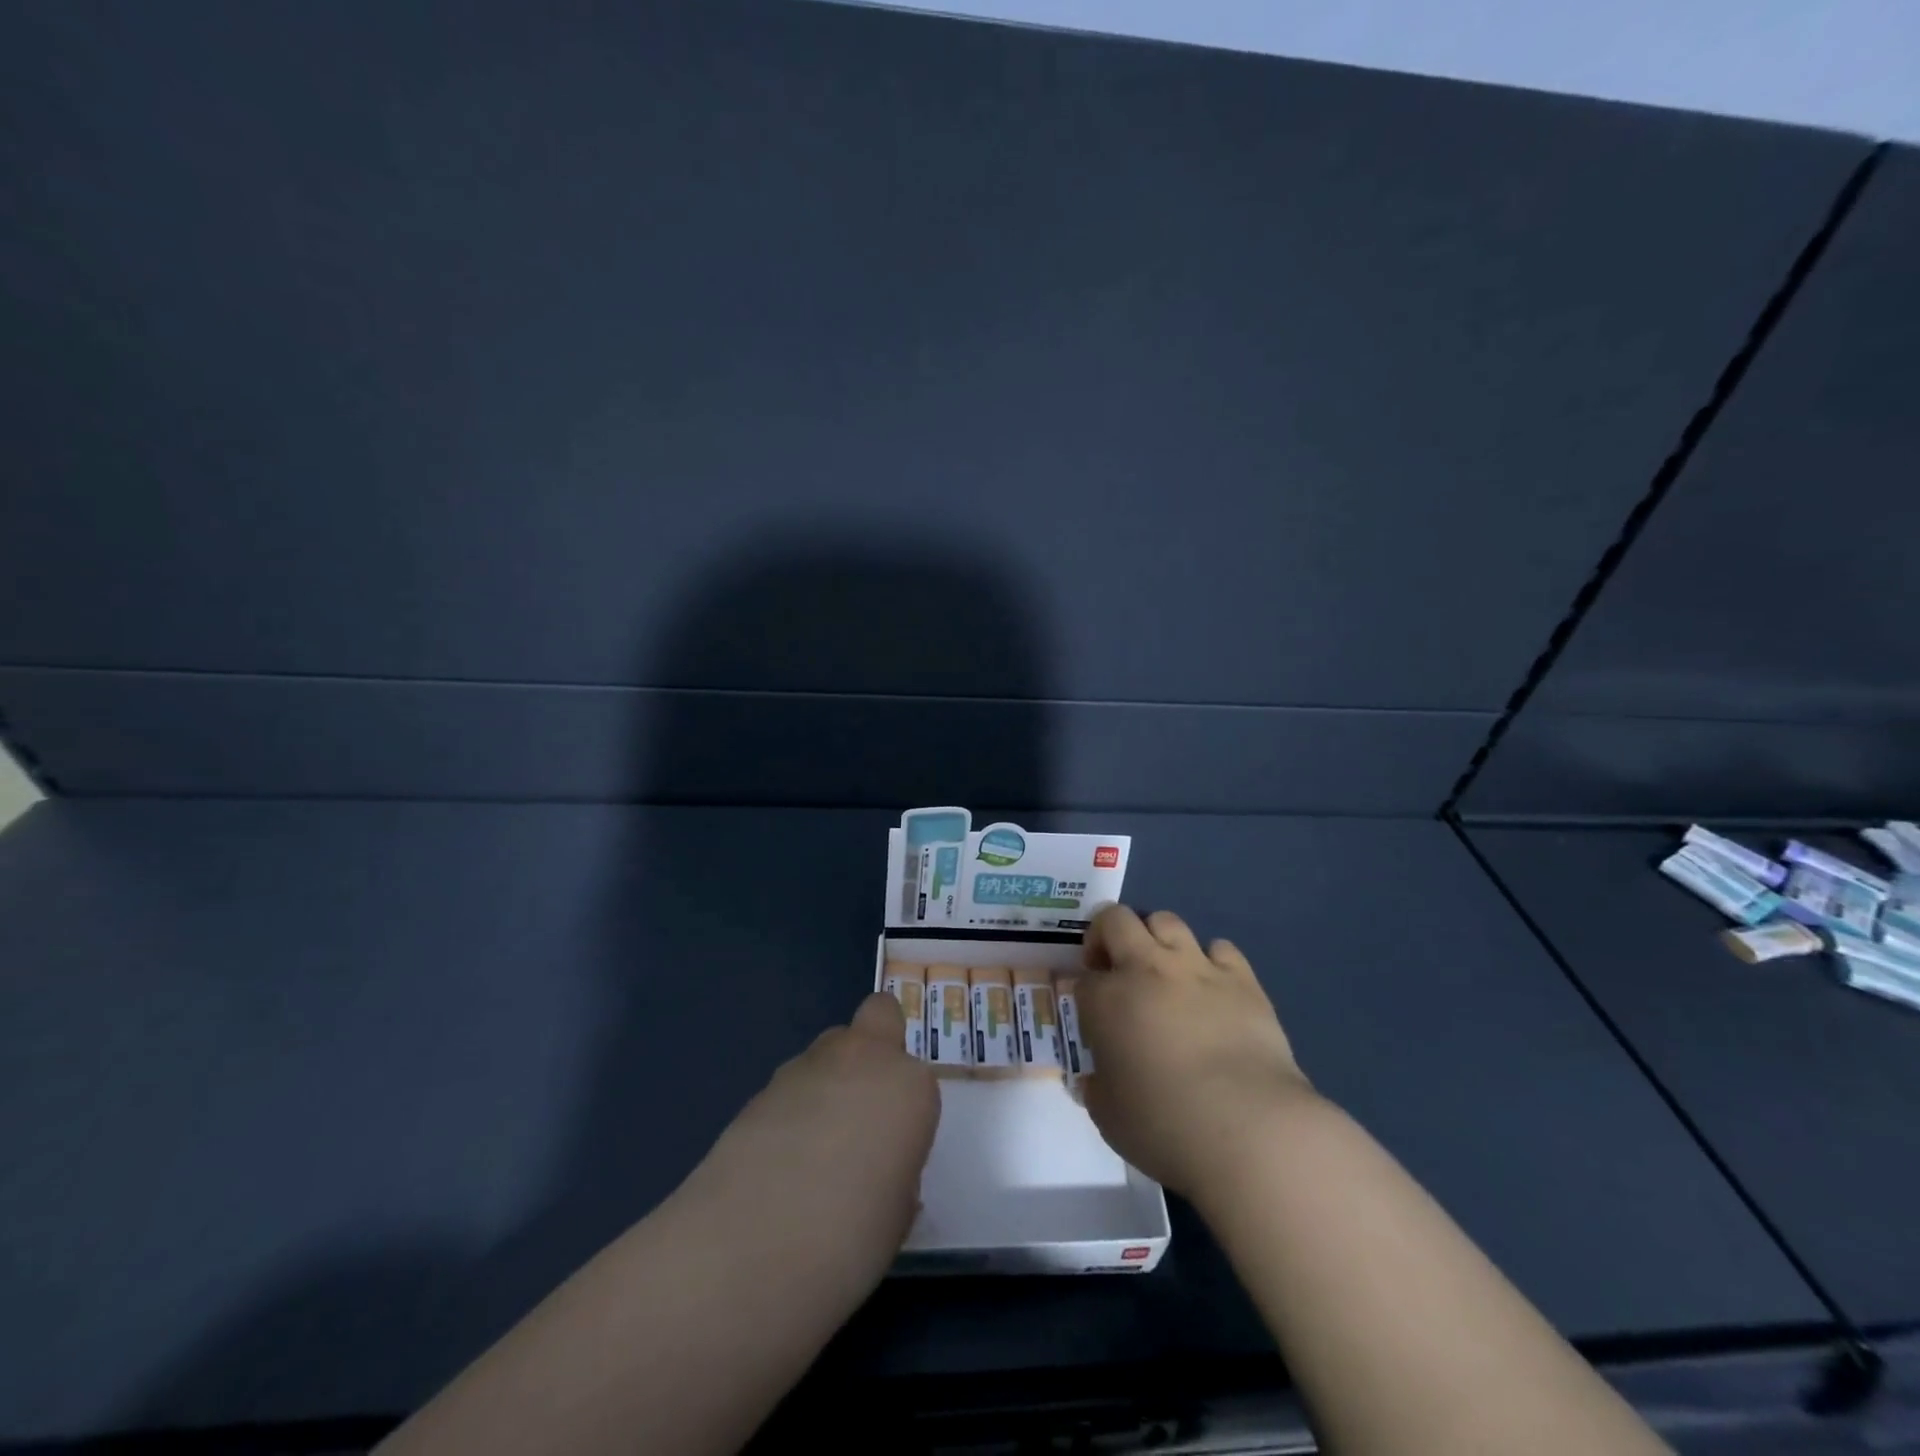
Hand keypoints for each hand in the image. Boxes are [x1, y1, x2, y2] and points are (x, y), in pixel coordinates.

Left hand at [680, 993, 939, 1293]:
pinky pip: (790, 1086)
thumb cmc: (850, 1236)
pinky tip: (776, 1164)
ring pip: (828, 1051)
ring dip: (829, 1081)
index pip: (918, 1079)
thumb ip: (893, 1173)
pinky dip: (791, 1109)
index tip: (896, 1150)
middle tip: (862, 1114)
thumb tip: (875, 1174)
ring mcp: (807, 1067)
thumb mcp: (896, 1214)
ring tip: (811, 1151)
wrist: (752, 1245)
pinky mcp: (760, 1087)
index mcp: (909, 1086)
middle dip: (874, 1050)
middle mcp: (862, 1059)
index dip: (907, 1110)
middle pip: (878, 1019)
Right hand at [1077, 906, 1314, 1201]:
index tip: (1093, 1017)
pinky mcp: (1241, 979)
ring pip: (1166, 920)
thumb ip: (1097, 1086)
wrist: (1248, 1129)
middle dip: (1106, 935)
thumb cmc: (1165, 1126)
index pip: (1083, 978)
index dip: (1085, 994)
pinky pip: (1220, 948)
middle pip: (1115, 920)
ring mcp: (1196, 967)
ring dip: (1156, 938)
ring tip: (1162, 970)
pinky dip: (1210, 960)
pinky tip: (1212, 988)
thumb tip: (1098, 1079)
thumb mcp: (1108, 1115)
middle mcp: (1146, 969)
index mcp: (1106, 1000)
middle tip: (1113, 967)